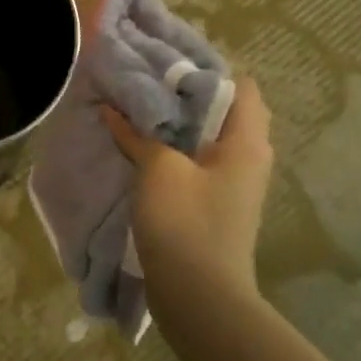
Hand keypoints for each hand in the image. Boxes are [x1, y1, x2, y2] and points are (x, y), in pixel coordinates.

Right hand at [103, 75, 273, 306]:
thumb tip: (114, 110)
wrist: (199, 297)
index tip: (167, 64)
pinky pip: (193, 163)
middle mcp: (247, 158)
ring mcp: (231, 184)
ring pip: (203, 139)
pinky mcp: (212, 204)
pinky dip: (170, 150)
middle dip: (182, 96)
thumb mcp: (158, 169)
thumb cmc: (186, 222)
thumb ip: (138, 134)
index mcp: (247, 143)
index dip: (208, 70)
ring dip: (172, 125)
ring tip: (134, 108)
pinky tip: (138, 146)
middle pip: (220, 111)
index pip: (241, 87)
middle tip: (142, 82)